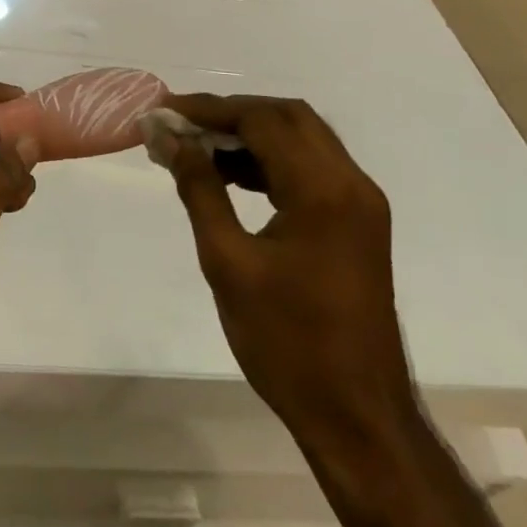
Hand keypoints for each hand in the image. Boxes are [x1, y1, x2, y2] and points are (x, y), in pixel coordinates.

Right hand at [152, 95, 415, 443]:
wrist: (358, 417)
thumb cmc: (286, 342)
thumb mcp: (228, 262)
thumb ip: (199, 189)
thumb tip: (171, 139)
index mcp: (322, 189)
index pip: (262, 120)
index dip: (210, 109)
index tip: (165, 111)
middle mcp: (351, 183)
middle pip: (288, 117)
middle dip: (232, 114)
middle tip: (183, 125)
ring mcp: (361, 203)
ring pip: (304, 139)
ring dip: (253, 135)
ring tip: (200, 150)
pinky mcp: (360, 223)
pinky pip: (314, 169)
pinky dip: (273, 161)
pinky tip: (234, 176)